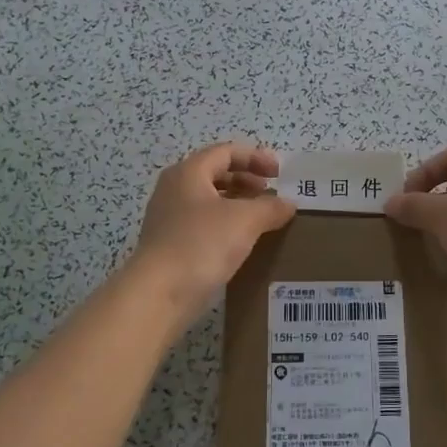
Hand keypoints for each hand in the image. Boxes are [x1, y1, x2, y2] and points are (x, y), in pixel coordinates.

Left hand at [132, 143, 295, 316]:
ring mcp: (169, 218)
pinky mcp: (170, 245)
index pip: (225, 152)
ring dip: (237, 204)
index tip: (279, 173)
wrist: (158, 294)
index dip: (255, 157)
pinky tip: (242, 243)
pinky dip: (226, 225)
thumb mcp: (245, 220)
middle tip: (270, 194)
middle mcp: (174, 189)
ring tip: (261, 219)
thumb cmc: (201, 244)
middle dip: (246, 180)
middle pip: (215, 174)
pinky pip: (203, 225)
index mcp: (188, 173)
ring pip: (209, 201)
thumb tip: (288, 204)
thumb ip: (270, 207)